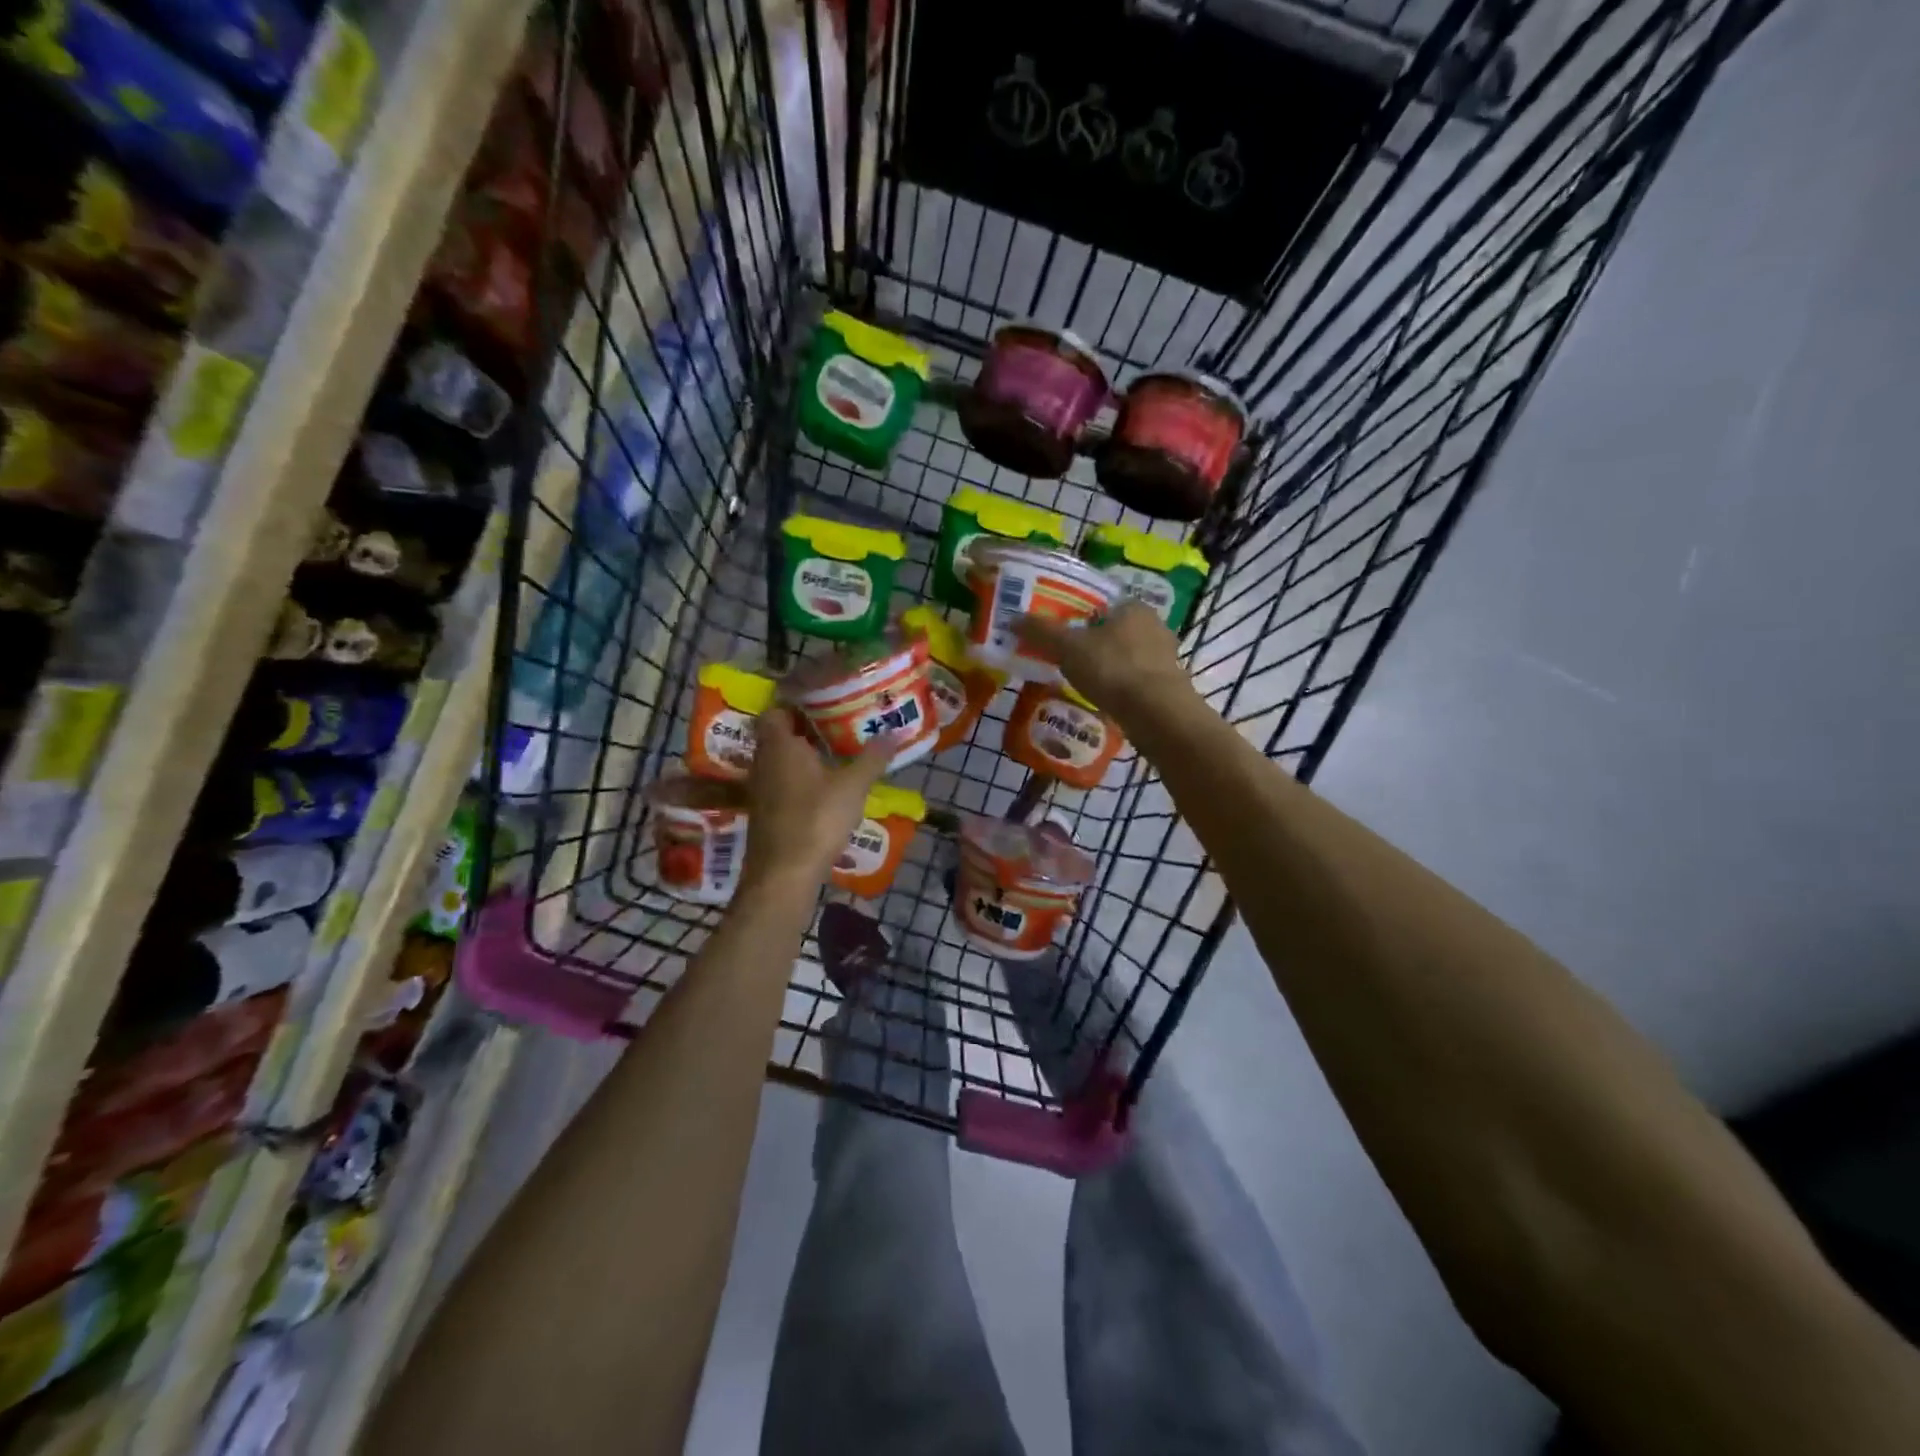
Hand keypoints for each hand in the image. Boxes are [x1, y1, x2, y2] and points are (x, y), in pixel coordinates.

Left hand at [739, 710, 893, 893]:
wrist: (784, 874)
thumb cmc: (816, 819)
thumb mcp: (852, 786)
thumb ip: (872, 758)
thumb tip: (894, 733)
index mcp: (779, 745)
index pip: (775, 711)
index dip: (795, 705)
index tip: (823, 703)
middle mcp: (763, 762)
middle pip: (778, 736)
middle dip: (804, 730)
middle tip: (837, 726)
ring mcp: (760, 790)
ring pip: (779, 762)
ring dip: (802, 758)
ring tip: (835, 755)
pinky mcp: (765, 813)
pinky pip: (781, 784)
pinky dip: (799, 781)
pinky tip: (824, 789)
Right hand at [1014, 600, 1194, 724]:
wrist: (1157, 714)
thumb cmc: (1112, 669)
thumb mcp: (1068, 647)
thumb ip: (1041, 632)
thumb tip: (1013, 619)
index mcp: (1132, 606)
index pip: (1100, 603)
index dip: (1077, 615)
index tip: (1059, 632)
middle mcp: (1154, 625)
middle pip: (1113, 630)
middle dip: (1091, 643)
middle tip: (1065, 658)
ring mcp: (1165, 657)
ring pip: (1125, 656)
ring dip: (1106, 667)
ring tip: (1080, 682)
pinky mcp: (1168, 685)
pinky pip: (1135, 680)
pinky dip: (1119, 687)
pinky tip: (1103, 699)